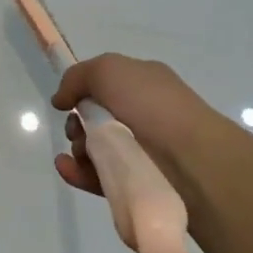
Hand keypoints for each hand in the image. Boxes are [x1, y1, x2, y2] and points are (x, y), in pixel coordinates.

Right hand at [50, 53, 219, 194]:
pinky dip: (78, 172)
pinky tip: (66, 168)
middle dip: (77, 123)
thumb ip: (77, 77)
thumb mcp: (108, 70)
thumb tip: (61, 100)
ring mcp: (140, 150)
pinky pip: (99, 177)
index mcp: (143, 83)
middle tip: (77, 129)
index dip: (83, 91)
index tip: (68, 102)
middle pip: (95, 118)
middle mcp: (143, 114)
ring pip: (95, 149)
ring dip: (77, 148)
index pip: (105, 84)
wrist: (190, 159)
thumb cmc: (150, 105)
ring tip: (80, 153)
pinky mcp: (134, 183)